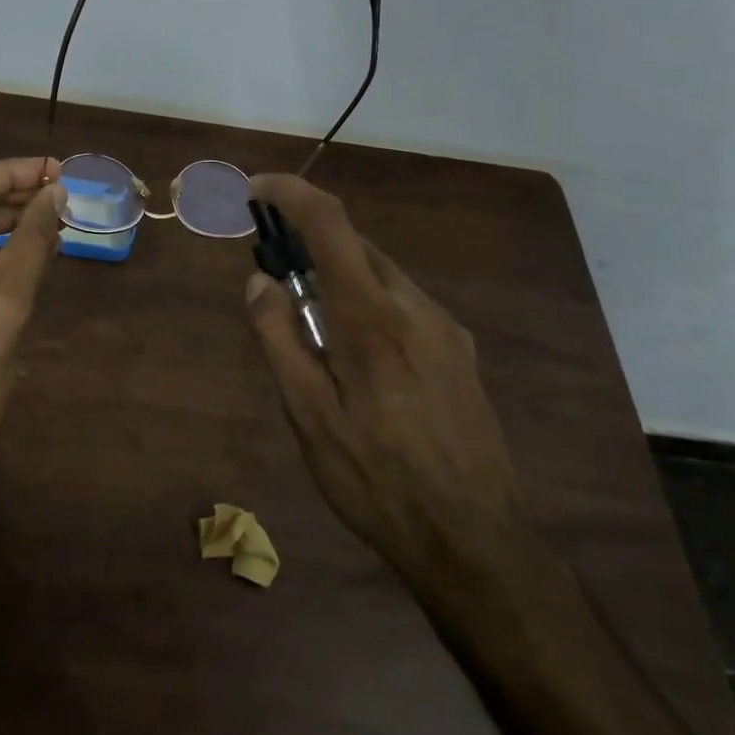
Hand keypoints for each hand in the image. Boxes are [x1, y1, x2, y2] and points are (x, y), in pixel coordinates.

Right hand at [243, 175, 528, 595]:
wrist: (478, 544)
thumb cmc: (378, 481)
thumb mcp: (309, 416)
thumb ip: (279, 338)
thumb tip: (259, 281)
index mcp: (371, 317)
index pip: (329, 222)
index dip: (290, 192)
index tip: (256, 190)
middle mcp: (414, 306)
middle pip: (355, 245)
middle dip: (310, 244)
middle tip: (276, 280)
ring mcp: (445, 328)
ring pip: (381, 274)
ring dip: (340, 277)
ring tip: (315, 333)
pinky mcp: (461, 351)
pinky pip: (404, 304)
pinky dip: (369, 303)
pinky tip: (361, 360)